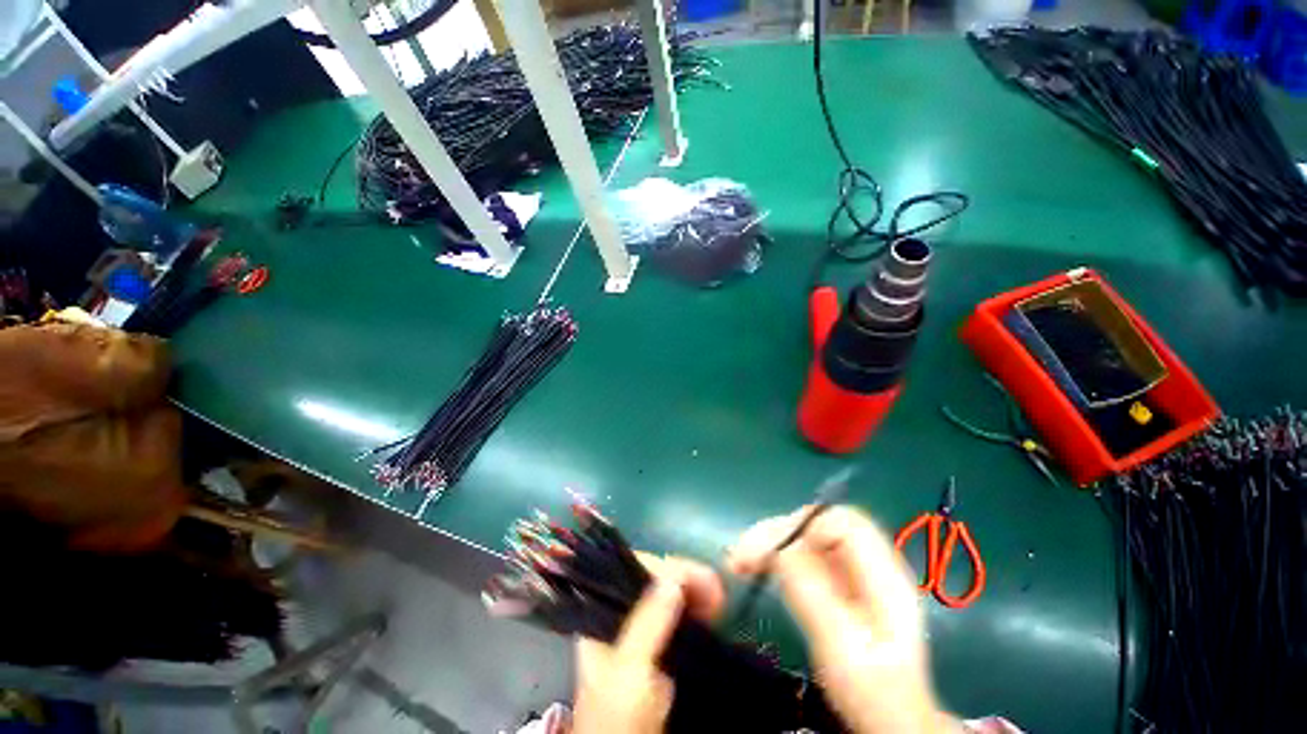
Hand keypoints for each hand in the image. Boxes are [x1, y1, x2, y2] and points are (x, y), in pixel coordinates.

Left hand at [572, 555, 723, 733]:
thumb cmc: (620, 720)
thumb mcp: (630, 672)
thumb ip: (648, 622)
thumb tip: (673, 578)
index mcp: (605, 614)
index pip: (636, 568)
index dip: (669, 568)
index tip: (700, 578)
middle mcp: (623, 616)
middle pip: (655, 578)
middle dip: (687, 578)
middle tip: (717, 591)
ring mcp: (641, 632)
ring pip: (669, 594)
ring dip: (695, 591)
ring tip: (719, 601)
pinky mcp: (659, 649)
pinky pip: (679, 616)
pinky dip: (696, 609)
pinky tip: (712, 614)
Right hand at [728, 506, 954, 733]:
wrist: (889, 720)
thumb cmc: (872, 692)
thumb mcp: (842, 646)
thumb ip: (813, 592)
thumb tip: (778, 544)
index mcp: (883, 576)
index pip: (843, 522)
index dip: (805, 526)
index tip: (769, 550)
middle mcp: (867, 565)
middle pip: (818, 525)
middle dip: (777, 533)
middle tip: (741, 556)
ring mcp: (850, 574)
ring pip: (804, 538)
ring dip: (769, 543)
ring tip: (738, 562)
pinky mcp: (833, 584)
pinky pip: (799, 556)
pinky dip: (773, 557)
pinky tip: (754, 568)